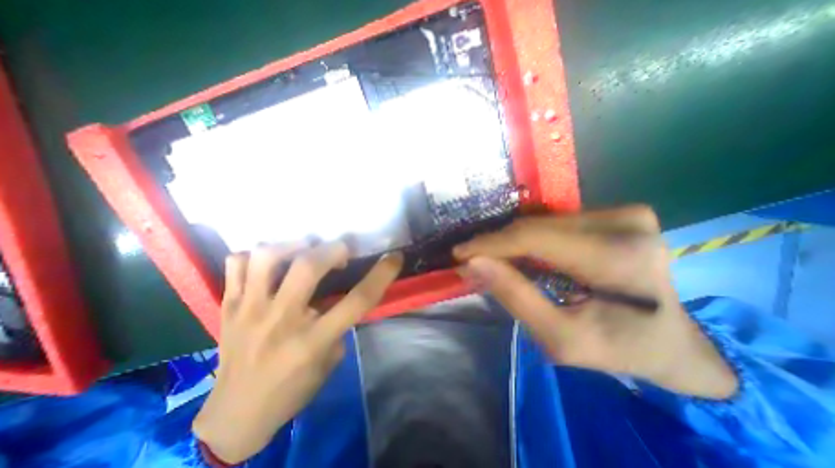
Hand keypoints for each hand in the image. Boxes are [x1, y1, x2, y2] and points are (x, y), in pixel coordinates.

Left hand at [196, 241, 403, 463]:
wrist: (233, 417)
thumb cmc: (292, 390)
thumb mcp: (330, 360)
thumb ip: (339, 323)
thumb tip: (343, 293)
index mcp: (312, 341)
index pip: (357, 300)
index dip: (381, 275)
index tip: (394, 258)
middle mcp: (280, 320)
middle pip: (308, 266)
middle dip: (334, 249)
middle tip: (343, 250)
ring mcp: (248, 310)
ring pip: (267, 257)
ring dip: (295, 244)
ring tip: (306, 248)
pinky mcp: (227, 307)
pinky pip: (237, 264)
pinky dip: (256, 255)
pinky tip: (271, 263)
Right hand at [456, 204, 736, 398]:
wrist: (672, 341)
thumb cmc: (619, 348)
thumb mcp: (561, 338)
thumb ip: (515, 297)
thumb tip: (473, 263)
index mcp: (617, 259)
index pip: (533, 238)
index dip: (489, 244)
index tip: (459, 254)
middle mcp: (624, 223)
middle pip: (534, 226)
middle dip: (496, 244)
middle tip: (471, 260)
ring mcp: (624, 213)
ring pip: (541, 220)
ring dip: (512, 241)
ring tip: (492, 259)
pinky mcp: (617, 213)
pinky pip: (554, 221)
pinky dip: (530, 238)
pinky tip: (521, 254)